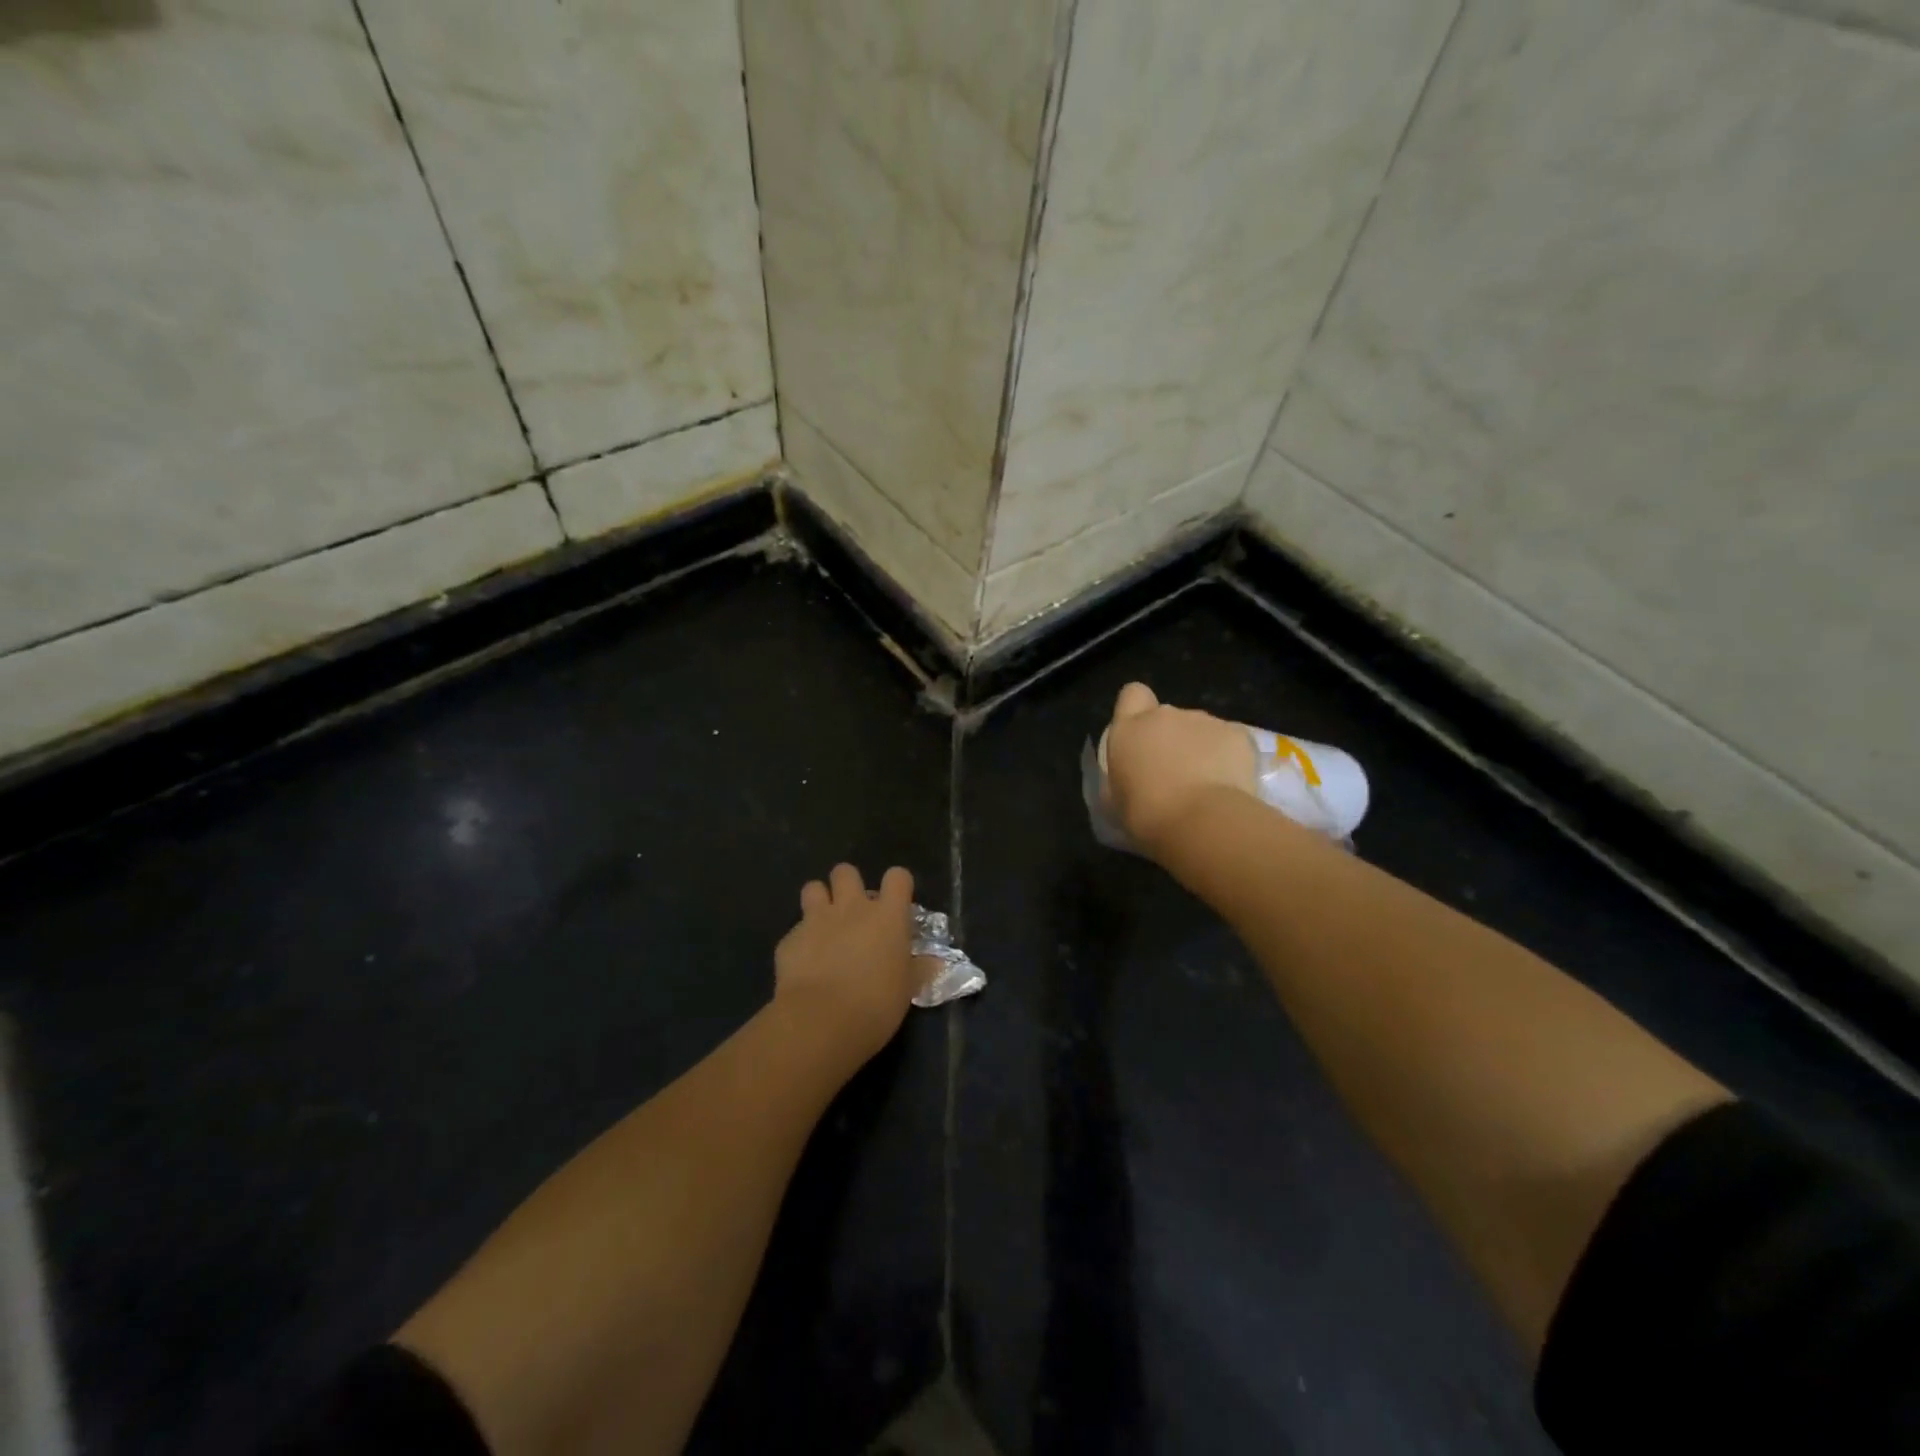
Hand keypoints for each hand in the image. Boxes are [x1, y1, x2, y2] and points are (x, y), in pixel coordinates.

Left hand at [774, 863, 922, 1065]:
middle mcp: (852, 908)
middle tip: (853, 911)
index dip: (898, 885)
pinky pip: (796, 930)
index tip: (897, 903)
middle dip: (848, 884)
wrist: (820, 1022)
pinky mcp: (789, 939)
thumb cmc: (876, 1005)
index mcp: (887, 916)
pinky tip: (804, 964)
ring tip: (824, 925)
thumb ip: (918, 970)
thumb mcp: (906, 990)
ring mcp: (817, 920)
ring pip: (814, 888)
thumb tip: (934, 962)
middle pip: (846, 872)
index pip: (897, 877)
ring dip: (819, 900)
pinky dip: (801, 941)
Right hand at [1102, 682, 1257, 857]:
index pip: (1132, 694)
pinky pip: (1229, 740)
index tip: (1141, 736)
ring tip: (1206, 784)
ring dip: (1200, 748)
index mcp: (1130, 729)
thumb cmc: (1147, 817)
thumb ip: (1122, 777)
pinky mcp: (1238, 734)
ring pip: (1200, 728)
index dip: (1137, 710)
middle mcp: (1166, 715)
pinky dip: (1229, 757)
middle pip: (1168, 716)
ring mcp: (1205, 721)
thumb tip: (1131, 779)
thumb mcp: (1116, 801)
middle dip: (1171, 737)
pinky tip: (1229, 784)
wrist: (1202, 823)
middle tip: (1174, 773)